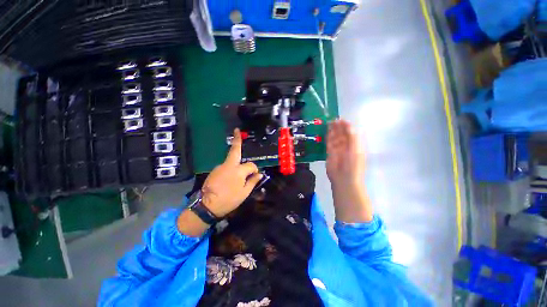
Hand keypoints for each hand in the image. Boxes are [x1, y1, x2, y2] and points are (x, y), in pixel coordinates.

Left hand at [201, 129, 262, 217]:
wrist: (207, 206)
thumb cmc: (229, 199)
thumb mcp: (245, 193)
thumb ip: (253, 181)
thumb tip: (260, 174)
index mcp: (238, 170)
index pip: (251, 165)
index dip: (255, 169)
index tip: (255, 175)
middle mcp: (229, 165)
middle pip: (235, 150)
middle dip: (237, 140)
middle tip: (237, 130)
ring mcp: (220, 166)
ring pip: (231, 160)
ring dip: (237, 163)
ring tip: (237, 176)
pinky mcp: (214, 170)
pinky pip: (226, 167)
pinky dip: (230, 169)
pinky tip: (229, 179)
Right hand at [326, 119, 364, 187]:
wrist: (344, 179)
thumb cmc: (353, 164)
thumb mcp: (355, 149)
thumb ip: (352, 136)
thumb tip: (347, 124)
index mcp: (355, 144)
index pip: (350, 132)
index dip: (346, 126)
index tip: (340, 120)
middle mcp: (346, 146)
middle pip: (342, 134)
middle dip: (338, 127)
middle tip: (332, 120)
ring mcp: (338, 149)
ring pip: (335, 137)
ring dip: (332, 131)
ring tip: (328, 123)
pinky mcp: (330, 153)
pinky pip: (329, 143)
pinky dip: (328, 137)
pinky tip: (326, 132)